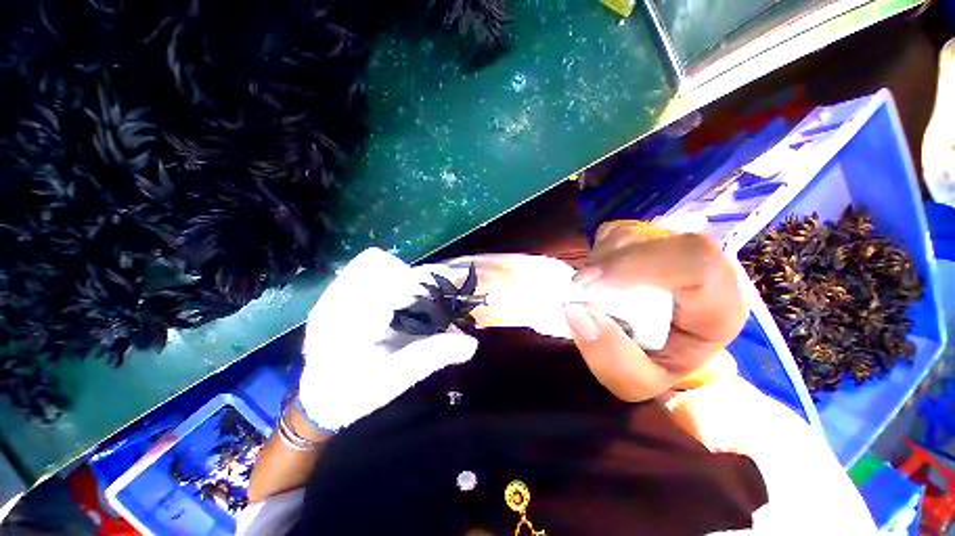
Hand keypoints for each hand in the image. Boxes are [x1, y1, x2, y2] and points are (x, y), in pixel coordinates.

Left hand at [297, 248, 477, 431]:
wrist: (318, 399)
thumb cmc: (355, 394)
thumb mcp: (396, 379)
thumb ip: (433, 356)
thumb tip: (471, 343)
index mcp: (346, 322)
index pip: (382, 283)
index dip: (415, 286)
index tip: (435, 301)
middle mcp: (334, 299)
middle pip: (377, 263)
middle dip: (409, 278)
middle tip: (426, 301)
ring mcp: (332, 293)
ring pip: (372, 262)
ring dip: (400, 276)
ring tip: (412, 300)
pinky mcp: (337, 293)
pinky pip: (366, 269)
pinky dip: (390, 278)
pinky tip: (397, 300)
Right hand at [564, 221, 746, 400]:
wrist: (665, 349)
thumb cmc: (656, 366)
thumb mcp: (634, 381)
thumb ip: (609, 356)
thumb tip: (574, 310)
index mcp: (718, 308)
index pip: (694, 265)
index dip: (636, 265)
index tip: (587, 283)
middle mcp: (705, 268)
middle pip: (657, 241)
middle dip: (610, 260)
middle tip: (580, 286)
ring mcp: (676, 248)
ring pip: (633, 233)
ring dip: (601, 257)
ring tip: (592, 287)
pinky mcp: (651, 240)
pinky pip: (618, 232)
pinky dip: (599, 251)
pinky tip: (600, 275)